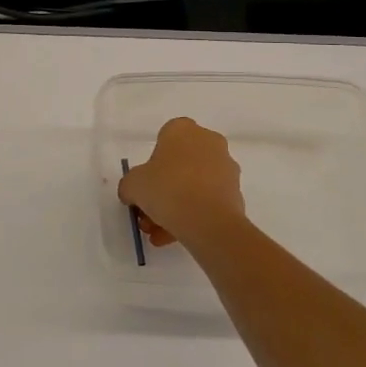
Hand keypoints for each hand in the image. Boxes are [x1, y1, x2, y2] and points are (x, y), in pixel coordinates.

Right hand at [118, 116, 250, 253]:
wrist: (208, 220)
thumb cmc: (167, 189)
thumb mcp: (133, 185)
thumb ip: (130, 185)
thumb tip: (133, 193)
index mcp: (183, 129)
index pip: (164, 139)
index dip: (152, 164)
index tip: (145, 186)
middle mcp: (208, 141)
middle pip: (180, 165)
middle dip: (164, 190)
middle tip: (149, 215)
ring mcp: (226, 167)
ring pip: (194, 185)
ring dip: (176, 207)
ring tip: (160, 234)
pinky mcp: (236, 192)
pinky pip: (208, 201)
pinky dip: (193, 216)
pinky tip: (177, 237)